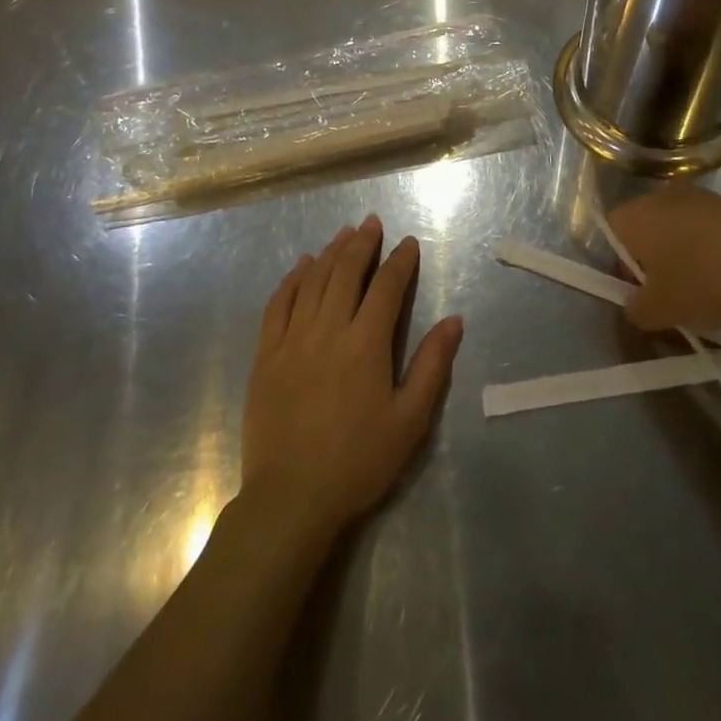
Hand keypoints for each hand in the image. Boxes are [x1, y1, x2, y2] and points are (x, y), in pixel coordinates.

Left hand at [241, 216, 463, 534]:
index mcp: (366, 344)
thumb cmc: (359, 461)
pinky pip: (278, 304)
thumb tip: (454, 320)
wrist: (291, 497)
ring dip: (330, 253)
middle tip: (372, 223)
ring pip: (313, 281)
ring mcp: (292, 340)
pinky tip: (302, 266)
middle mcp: (328, 330)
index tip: (409, 243)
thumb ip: (432, 365)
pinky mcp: (266, 355)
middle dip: (362, 243)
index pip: (386, 288)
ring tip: (344, 234)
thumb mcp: (410, 420)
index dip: (400, 262)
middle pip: (346, 273)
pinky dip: (292, 280)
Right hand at [608, 187, 720, 336]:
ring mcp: (704, 197)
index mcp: (636, 215)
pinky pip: (711, 230)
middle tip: (668, 295)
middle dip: (652, 260)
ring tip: (704, 291)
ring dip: (684, 255)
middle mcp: (664, 196)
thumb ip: (636, 309)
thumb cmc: (707, 283)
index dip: (618, 265)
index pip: (610, 233)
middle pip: (645, 228)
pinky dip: (714, 252)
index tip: (638, 293)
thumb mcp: (661, 311)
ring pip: (680, 228)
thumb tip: (635, 305)